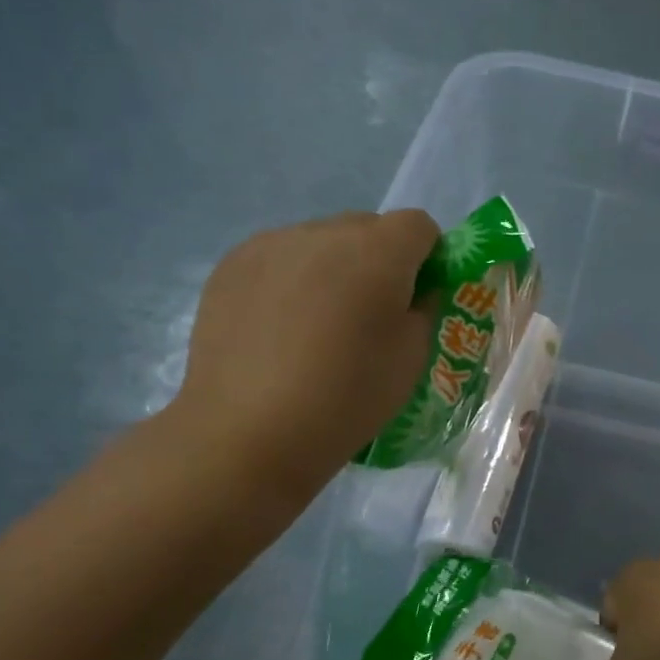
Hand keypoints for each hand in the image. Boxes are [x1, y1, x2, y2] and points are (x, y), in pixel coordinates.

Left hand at [166, 210, 438, 495]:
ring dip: (333, 269)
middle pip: (367, 228)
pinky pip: (279, 258)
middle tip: (369, 316)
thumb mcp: (413, 358)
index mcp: (378, 251)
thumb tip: (414, 291)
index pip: (419, 226)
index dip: (428, 258)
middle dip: (379, 261)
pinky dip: (291, 281)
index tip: (419, 298)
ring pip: (321, 242)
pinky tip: (280, 329)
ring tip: (317, 326)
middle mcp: (323, 232)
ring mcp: (270, 244)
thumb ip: (423, 309)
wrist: (248, 433)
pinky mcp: (230, 266)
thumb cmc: (347, 398)